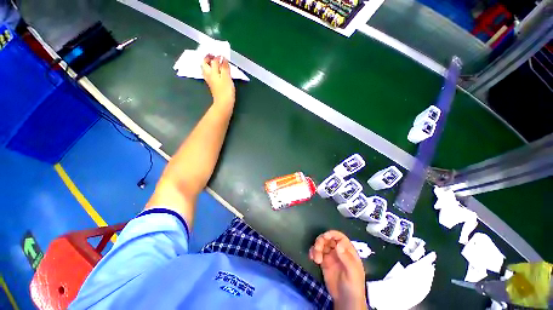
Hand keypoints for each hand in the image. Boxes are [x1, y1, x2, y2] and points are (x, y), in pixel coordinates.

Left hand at [201, 55, 235, 107]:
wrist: (224, 103)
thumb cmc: (226, 91)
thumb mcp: (227, 77)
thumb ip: (224, 67)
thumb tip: (223, 58)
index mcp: (212, 72)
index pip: (213, 61)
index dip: (217, 56)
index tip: (222, 53)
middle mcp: (209, 75)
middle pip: (205, 64)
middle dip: (208, 58)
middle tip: (213, 55)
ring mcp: (210, 81)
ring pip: (206, 69)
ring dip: (208, 64)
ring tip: (213, 61)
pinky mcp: (212, 85)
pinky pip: (209, 74)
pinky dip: (211, 70)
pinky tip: (215, 71)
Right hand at [309, 230, 366, 309]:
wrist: (345, 302)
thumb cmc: (353, 286)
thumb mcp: (352, 273)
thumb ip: (346, 258)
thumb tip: (338, 244)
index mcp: (348, 251)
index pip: (340, 237)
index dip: (332, 234)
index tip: (325, 237)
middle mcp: (338, 251)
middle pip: (328, 239)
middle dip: (321, 241)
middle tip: (318, 248)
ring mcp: (330, 256)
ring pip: (321, 244)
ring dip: (316, 247)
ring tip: (316, 259)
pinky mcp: (323, 262)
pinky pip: (317, 252)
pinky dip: (313, 252)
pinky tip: (312, 258)